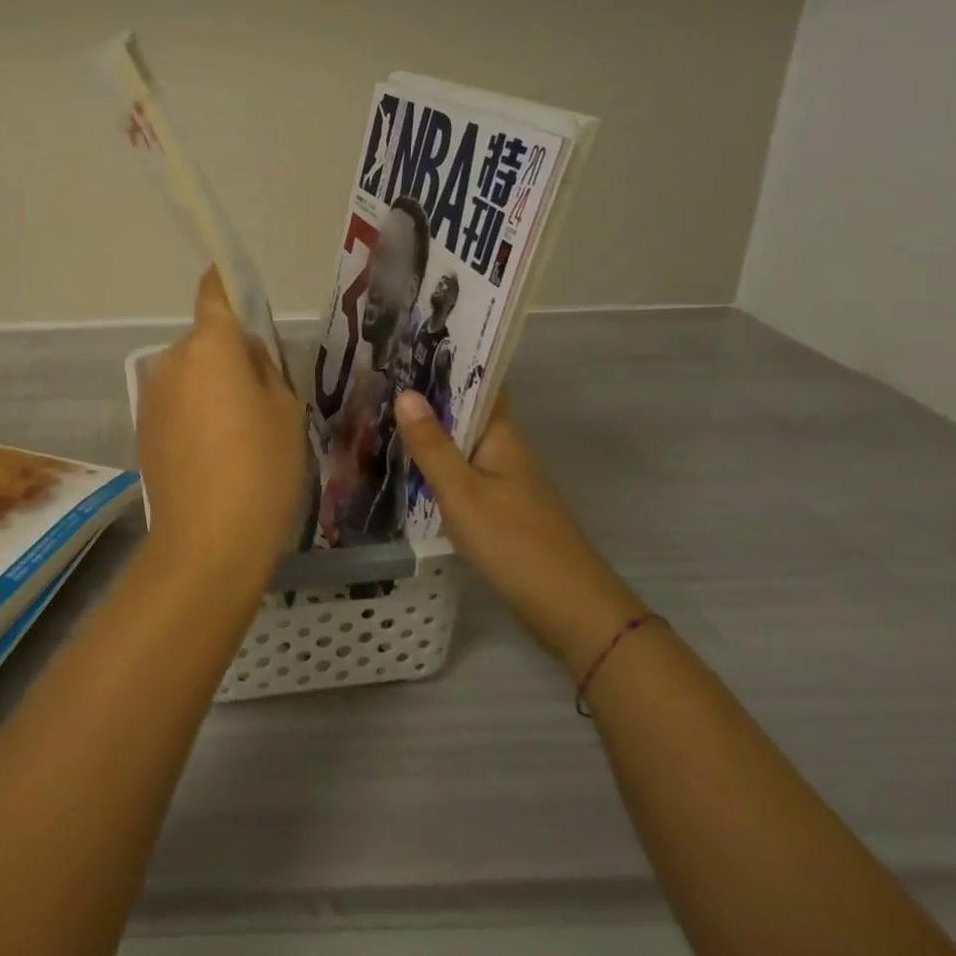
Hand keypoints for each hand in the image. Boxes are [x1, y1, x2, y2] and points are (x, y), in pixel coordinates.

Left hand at [137, 270, 305, 580]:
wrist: (207, 544)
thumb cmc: (261, 470)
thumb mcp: (285, 412)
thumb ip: (264, 369)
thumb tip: (245, 354)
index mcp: (210, 346)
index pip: (214, 292)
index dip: (226, 280)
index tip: (238, 281)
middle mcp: (171, 361)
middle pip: (205, 340)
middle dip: (229, 353)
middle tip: (262, 394)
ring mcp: (152, 396)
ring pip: (190, 373)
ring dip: (211, 386)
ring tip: (239, 434)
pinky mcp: (142, 428)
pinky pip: (176, 403)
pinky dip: (194, 413)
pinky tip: (214, 454)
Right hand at [395, 391, 644, 672]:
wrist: (571, 610)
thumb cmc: (514, 542)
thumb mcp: (462, 492)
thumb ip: (432, 446)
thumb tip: (407, 392)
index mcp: (503, 437)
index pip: (482, 384)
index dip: (453, 363)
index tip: (413, 345)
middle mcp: (508, 452)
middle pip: (470, 413)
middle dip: (433, 395)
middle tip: (384, 377)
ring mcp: (509, 483)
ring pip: (466, 445)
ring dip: (434, 430)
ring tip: (387, 414)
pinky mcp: (504, 511)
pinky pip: (466, 473)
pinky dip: (440, 464)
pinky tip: (413, 468)